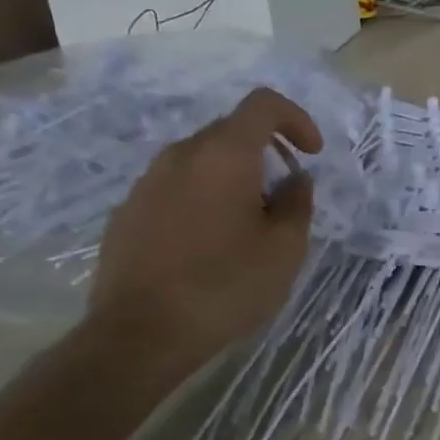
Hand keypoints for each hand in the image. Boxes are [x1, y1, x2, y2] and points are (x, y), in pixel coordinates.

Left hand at [89, 88, 322, 373]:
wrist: (139, 335)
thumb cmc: (225, 286)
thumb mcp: (285, 249)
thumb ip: (297, 204)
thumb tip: (295, 181)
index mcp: (224, 155)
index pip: (263, 105)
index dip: (296, 119)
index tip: (312, 154)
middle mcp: (181, 156)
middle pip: (231, 131)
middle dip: (267, 152)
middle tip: (284, 196)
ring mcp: (147, 183)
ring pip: (201, 161)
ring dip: (234, 177)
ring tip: (248, 224)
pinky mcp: (127, 212)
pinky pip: (176, 188)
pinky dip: (202, 198)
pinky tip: (209, 245)